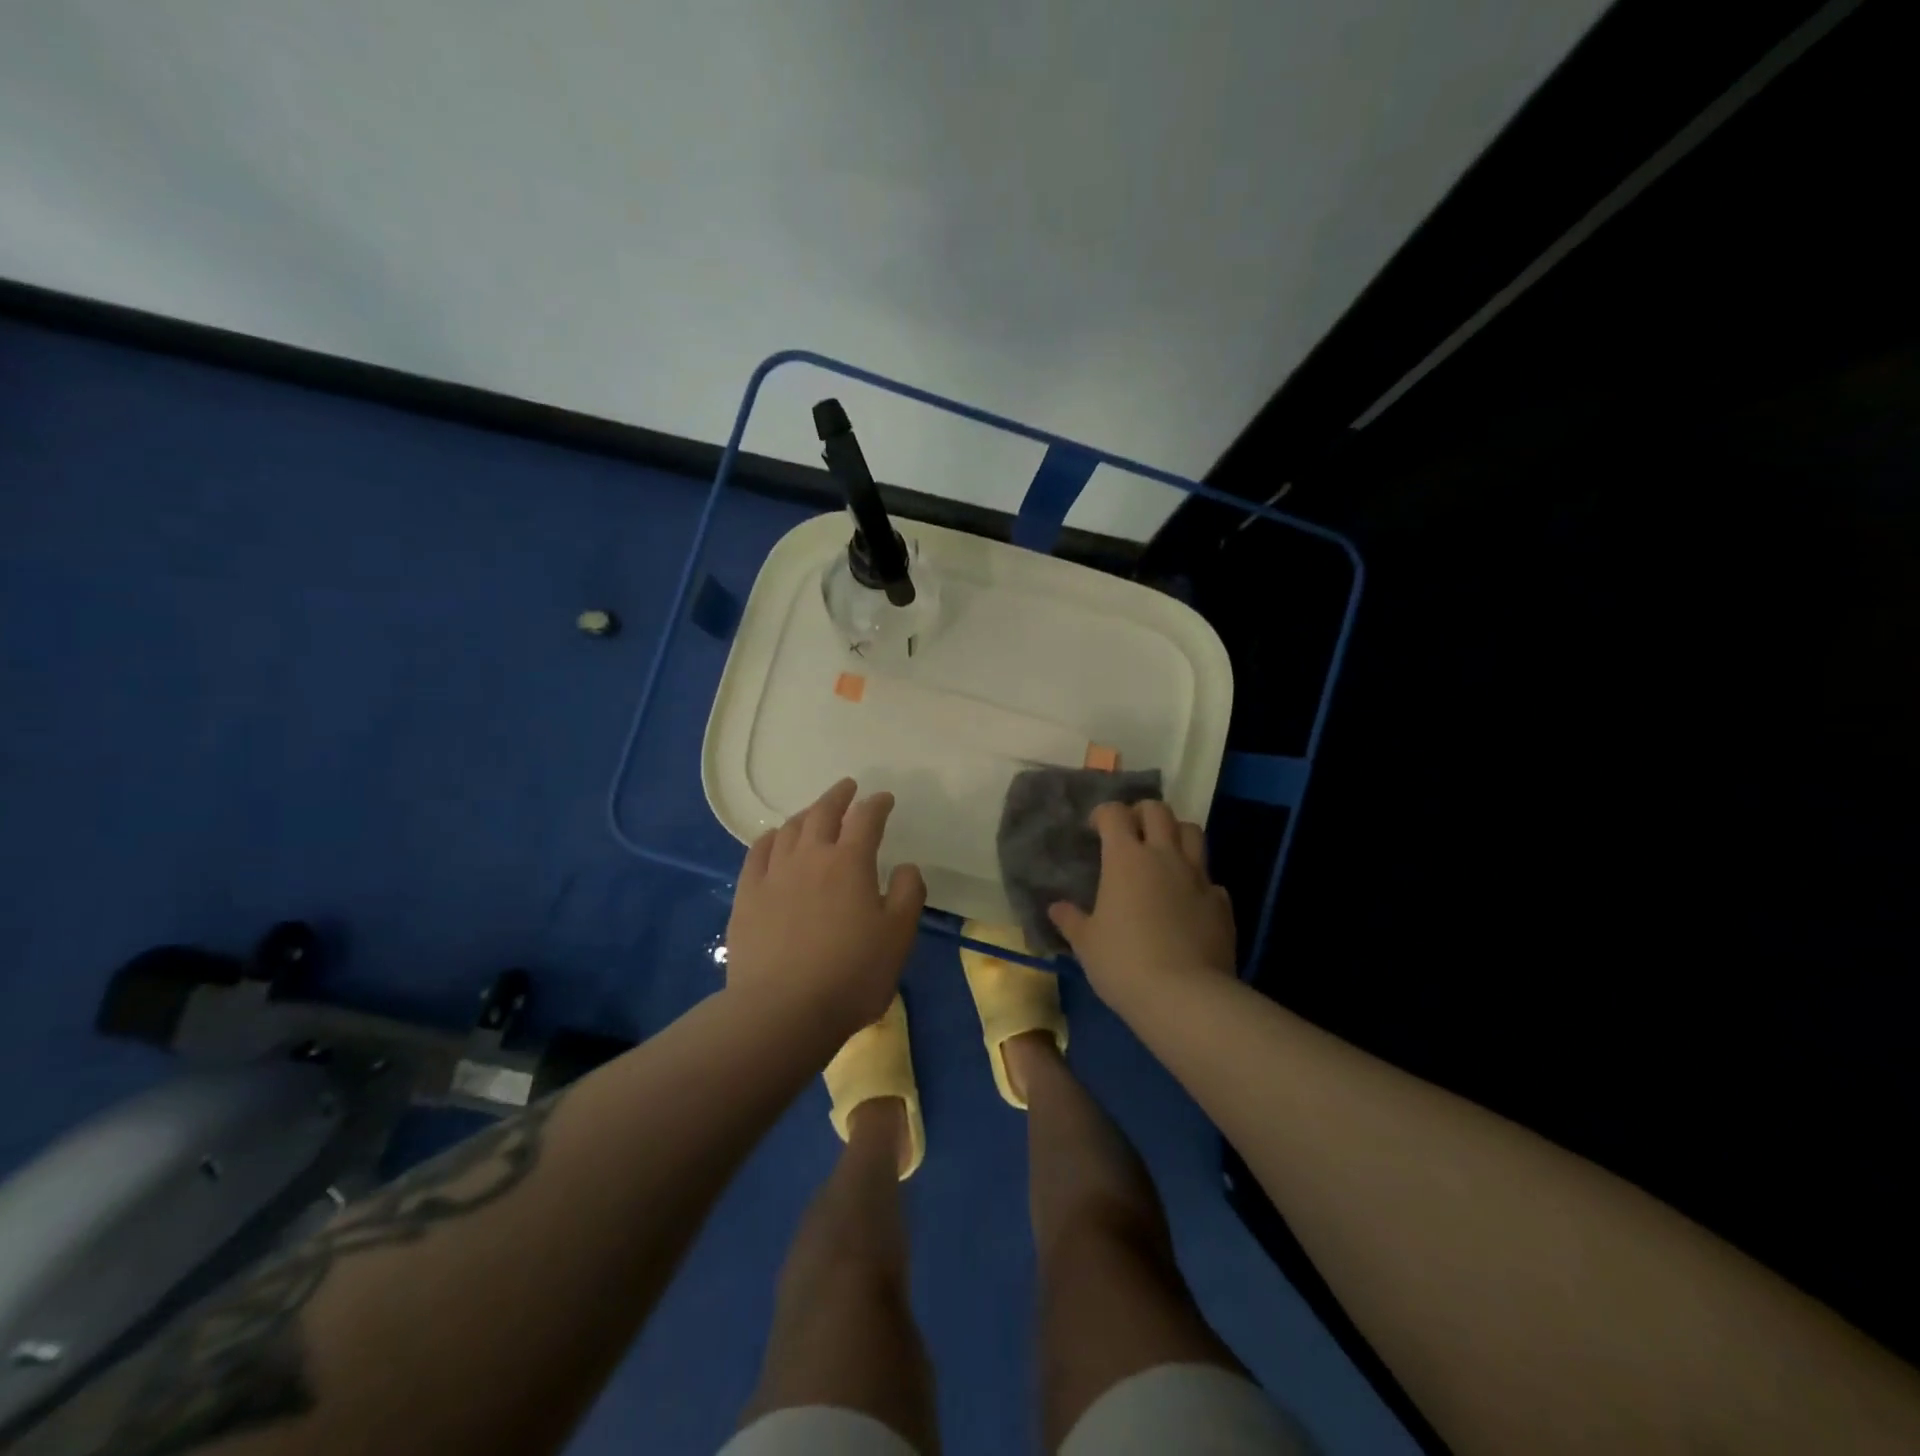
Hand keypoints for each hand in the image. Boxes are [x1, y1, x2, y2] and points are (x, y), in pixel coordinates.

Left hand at [726, 778, 926, 1037]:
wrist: (782, 1010)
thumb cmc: (851, 974)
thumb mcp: (898, 937)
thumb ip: (908, 894)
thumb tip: (905, 866)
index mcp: (850, 862)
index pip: (866, 819)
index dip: (877, 804)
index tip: (884, 798)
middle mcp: (811, 857)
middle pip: (823, 813)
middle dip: (838, 796)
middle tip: (847, 788)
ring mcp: (774, 874)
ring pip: (790, 830)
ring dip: (806, 814)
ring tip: (814, 812)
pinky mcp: (747, 896)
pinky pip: (758, 853)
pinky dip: (770, 838)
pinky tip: (773, 839)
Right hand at [1048, 800, 1236, 1014]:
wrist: (1184, 996)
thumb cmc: (1123, 963)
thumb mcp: (1086, 944)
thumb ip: (1071, 920)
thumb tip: (1056, 908)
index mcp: (1125, 858)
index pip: (1115, 813)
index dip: (1104, 814)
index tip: (1095, 829)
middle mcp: (1164, 856)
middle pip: (1158, 810)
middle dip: (1142, 813)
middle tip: (1131, 832)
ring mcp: (1198, 877)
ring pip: (1193, 832)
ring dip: (1176, 834)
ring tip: (1164, 854)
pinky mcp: (1222, 903)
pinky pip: (1210, 878)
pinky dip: (1198, 881)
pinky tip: (1188, 901)